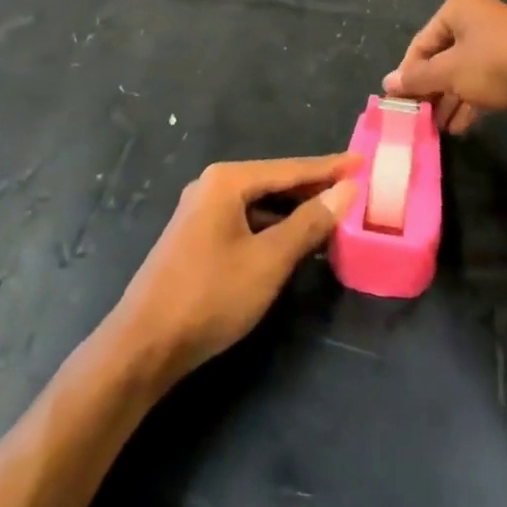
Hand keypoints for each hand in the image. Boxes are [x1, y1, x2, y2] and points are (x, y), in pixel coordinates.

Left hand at [109, 153, 359, 389]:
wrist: (143, 344)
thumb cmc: (211, 295)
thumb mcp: (269, 260)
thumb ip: (309, 223)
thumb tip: (345, 190)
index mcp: (227, 180)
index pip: (290, 168)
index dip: (329, 167)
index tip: (362, 161)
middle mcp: (212, 186)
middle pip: (274, 182)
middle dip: (313, 189)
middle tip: (353, 191)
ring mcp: (200, 212)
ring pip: (259, 204)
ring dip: (293, 212)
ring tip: (332, 219)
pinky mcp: (196, 237)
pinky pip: (245, 221)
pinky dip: (272, 228)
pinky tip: (293, 244)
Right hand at [383, 0, 506, 133]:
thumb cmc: (498, 65)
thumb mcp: (451, 73)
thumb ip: (418, 79)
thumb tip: (387, 83)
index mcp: (457, 8)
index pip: (421, 43)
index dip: (409, 74)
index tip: (402, 103)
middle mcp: (477, 16)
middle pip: (443, 56)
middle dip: (432, 89)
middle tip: (422, 118)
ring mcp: (500, 37)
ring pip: (465, 69)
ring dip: (451, 98)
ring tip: (440, 127)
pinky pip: (485, 77)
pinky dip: (472, 98)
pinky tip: (462, 125)